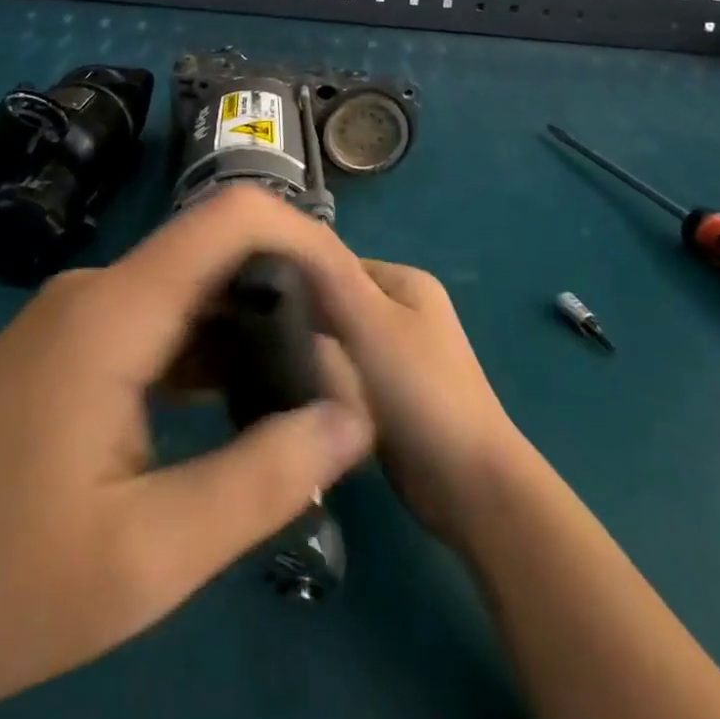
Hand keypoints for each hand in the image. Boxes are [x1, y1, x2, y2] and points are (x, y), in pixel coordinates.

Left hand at [0, 187, 376, 718]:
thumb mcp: (141, 560)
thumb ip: (260, 480)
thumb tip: (352, 416)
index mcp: (117, 310)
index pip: (234, 217)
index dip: (307, 240)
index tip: (353, 305)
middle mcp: (98, 291)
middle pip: (218, 254)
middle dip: (290, 297)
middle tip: (346, 368)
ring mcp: (75, 320)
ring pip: (188, 296)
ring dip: (250, 332)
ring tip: (306, 394)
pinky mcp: (62, 353)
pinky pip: (154, 330)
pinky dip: (206, 358)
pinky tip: (234, 412)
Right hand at [161, 192, 528, 550]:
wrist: (469, 486)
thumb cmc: (420, 391)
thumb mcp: (371, 322)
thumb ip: (330, 275)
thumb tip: (287, 232)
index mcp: (406, 281)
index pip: (333, 263)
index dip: (295, 277)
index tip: (250, 301)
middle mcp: (405, 309)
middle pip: (335, 301)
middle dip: (301, 317)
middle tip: (252, 339)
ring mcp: (401, 354)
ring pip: (338, 341)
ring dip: (310, 352)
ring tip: (265, 367)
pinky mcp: (392, 395)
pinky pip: (346, 374)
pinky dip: (324, 382)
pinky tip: (294, 396)